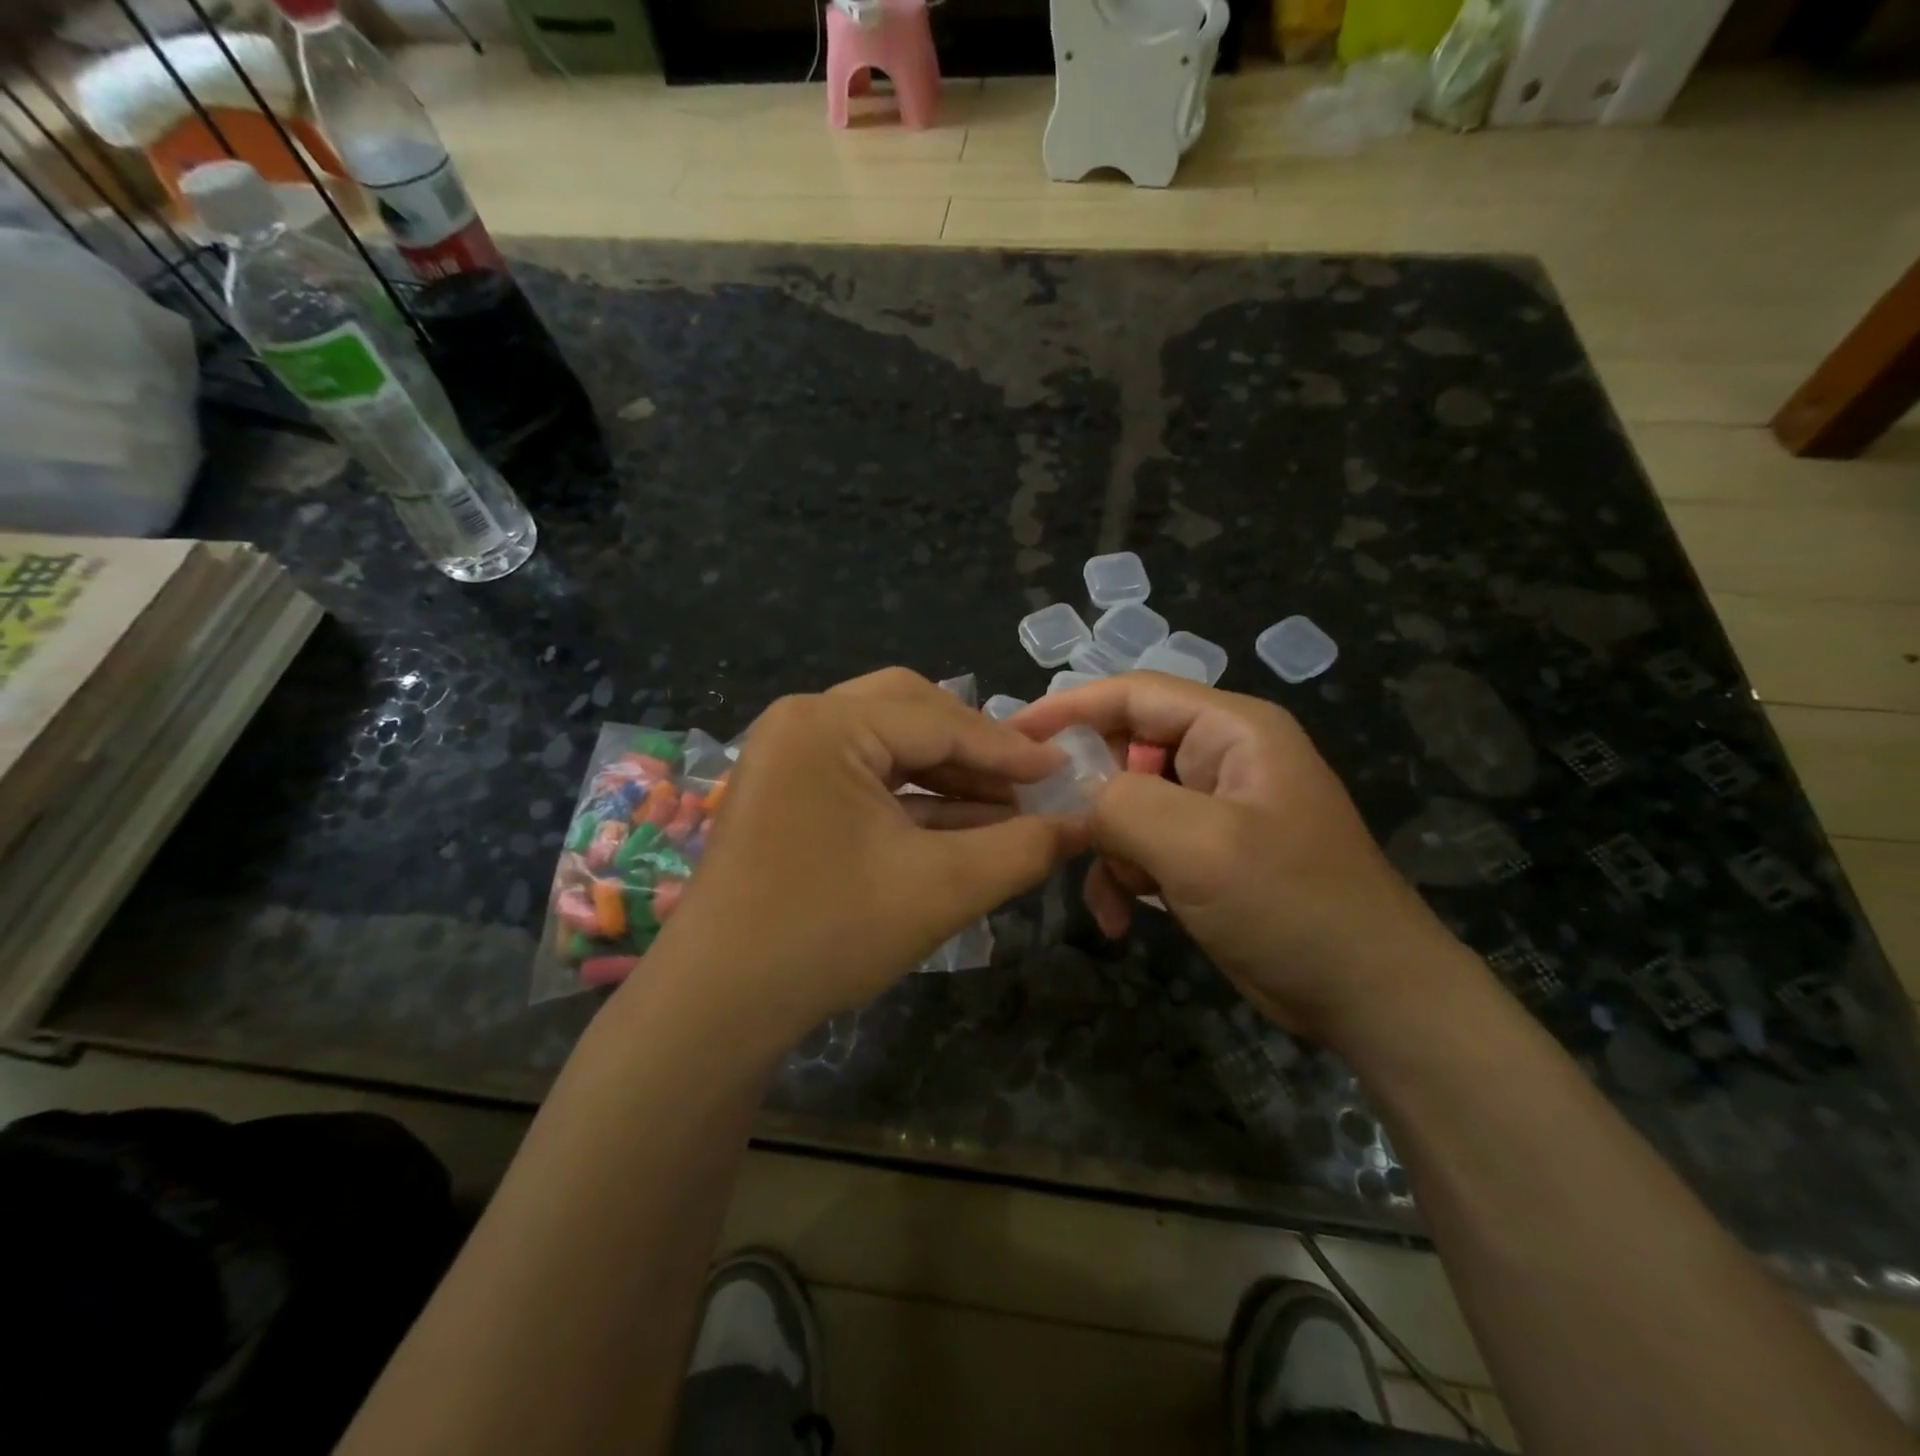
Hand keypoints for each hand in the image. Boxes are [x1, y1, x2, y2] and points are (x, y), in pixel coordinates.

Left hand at [640, 669, 1089, 1043]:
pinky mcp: (786, 790)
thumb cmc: (829, 933)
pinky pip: (864, 775)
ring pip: (888, 743)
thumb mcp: (942, 888)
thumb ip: (1022, 849)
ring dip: (947, 774)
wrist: (719, 1004)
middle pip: (911, 713)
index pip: (940, 720)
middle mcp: (801, 721)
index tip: (1065, 769)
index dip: (1009, 750)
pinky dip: (913, 797)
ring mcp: (787, 755)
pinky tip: (961, 825)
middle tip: (1027, 782)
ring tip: (1005, 809)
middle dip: (974, 750)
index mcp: (828, 723)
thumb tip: (1083, 824)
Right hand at [1013, 674, 1462, 1041]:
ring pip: (1126, 804)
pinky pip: (1143, 846)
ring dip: (1106, 848)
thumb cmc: (1292, 904)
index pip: (1133, 693)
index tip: (1009, 735)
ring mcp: (1214, 808)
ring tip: (1107, 894)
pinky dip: (1123, 877)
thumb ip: (1123, 804)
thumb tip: (1074, 796)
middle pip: (1125, 749)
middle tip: (1046, 828)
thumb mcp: (1200, 846)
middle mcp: (1221, 757)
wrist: (1368, 996)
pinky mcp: (1206, 854)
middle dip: (1088, 794)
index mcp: (1232, 729)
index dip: (1067, 708)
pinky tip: (1120, 919)